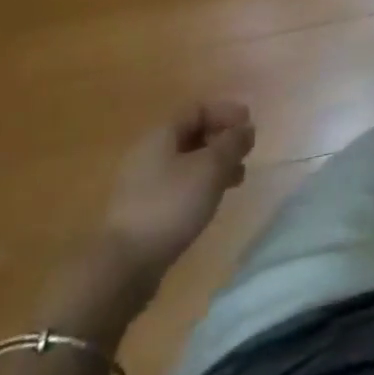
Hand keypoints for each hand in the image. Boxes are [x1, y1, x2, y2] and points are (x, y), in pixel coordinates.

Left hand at [103, 100, 256, 269]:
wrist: (124, 265)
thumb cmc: (171, 205)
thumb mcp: (210, 168)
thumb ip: (232, 143)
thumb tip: (245, 128)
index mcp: (161, 134)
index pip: (198, 109)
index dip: (226, 112)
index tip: (249, 124)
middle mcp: (149, 152)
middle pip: (191, 134)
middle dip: (222, 139)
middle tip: (246, 152)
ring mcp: (143, 183)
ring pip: (186, 162)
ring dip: (214, 164)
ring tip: (237, 179)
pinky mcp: (144, 211)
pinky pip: (178, 185)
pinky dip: (200, 185)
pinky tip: (212, 201)